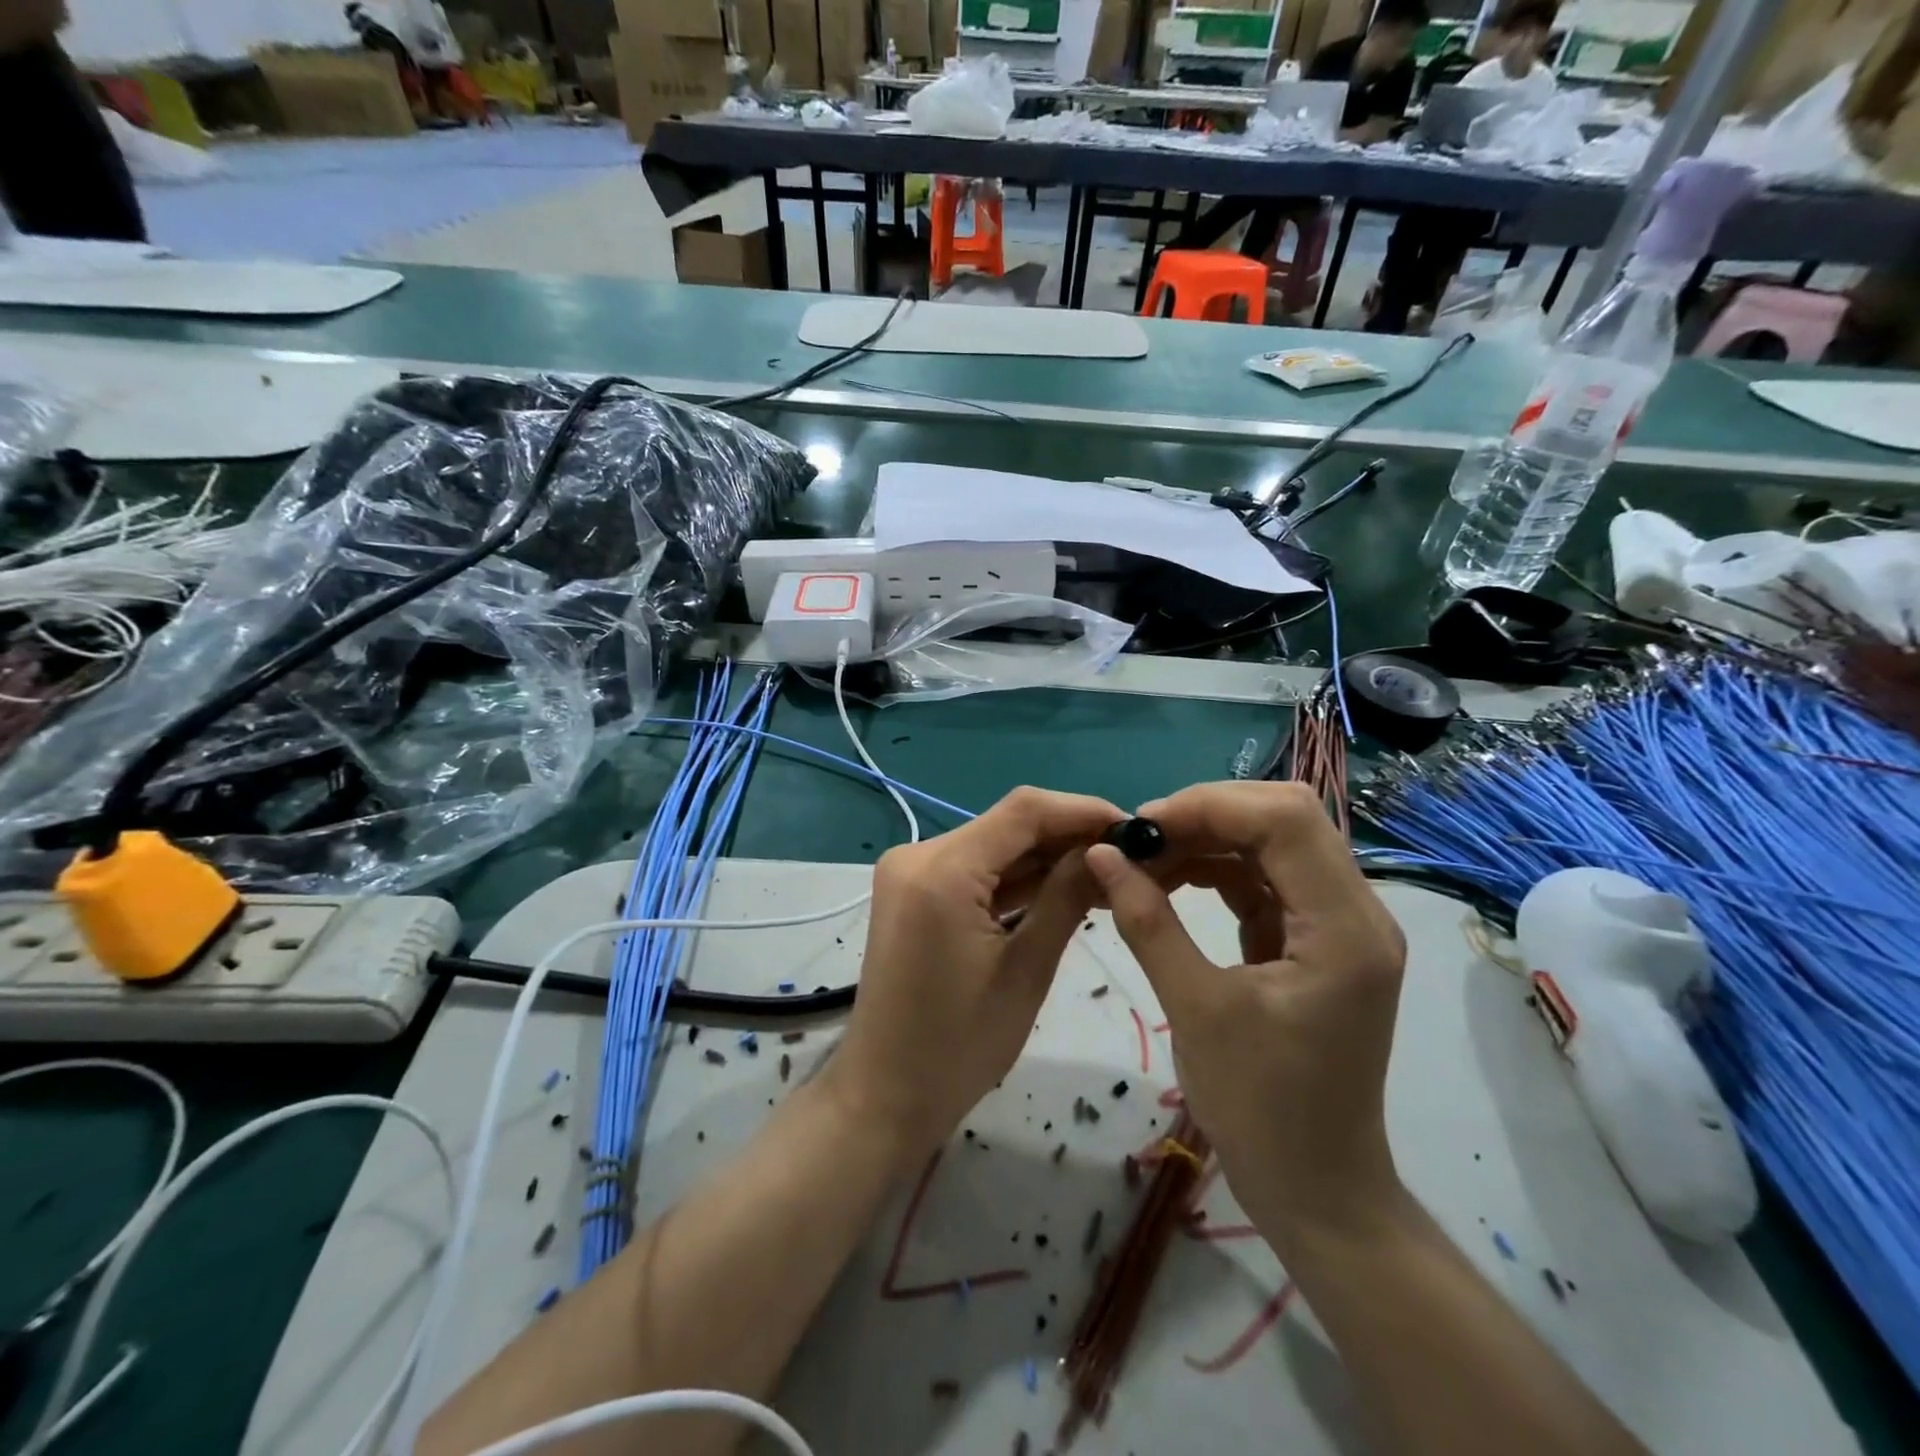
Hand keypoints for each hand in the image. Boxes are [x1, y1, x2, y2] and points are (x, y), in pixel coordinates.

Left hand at [826, 787, 1126, 1169]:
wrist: (886, 1095)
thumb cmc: (959, 1046)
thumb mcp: (1026, 970)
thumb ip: (1066, 898)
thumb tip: (1110, 851)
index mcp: (940, 870)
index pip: (1023, 811)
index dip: (1082, 810)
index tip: (1134, 827)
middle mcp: (917, 855)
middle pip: (1006, 825)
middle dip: (1068, 836)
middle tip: (1129, 856)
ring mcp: (910, 872)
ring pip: (993, 847)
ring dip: (1045, 858)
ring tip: (1108, 873)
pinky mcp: (912, 892)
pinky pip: (973, 871)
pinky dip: (1015, 879)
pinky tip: (1062, 887)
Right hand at [1086, 782, 1407, 1245]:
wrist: (1316, 1190)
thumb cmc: (1262, 1110)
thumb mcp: (1196, 1010)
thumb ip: (1148, 922)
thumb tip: (1102, 854)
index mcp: (1345, 929)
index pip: (1285, 820)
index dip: (1209, 806)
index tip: (1141, 827)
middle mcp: (1356, 912)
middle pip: (1285, 819)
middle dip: (1208, 815)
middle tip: (1141, 839)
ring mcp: (1338, 925)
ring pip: (1273, 844)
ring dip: (1209, 840)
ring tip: (1145, 859)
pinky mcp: (1315, 941)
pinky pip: (1265, 881)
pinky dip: (1218, 871)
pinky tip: (1171, 881)